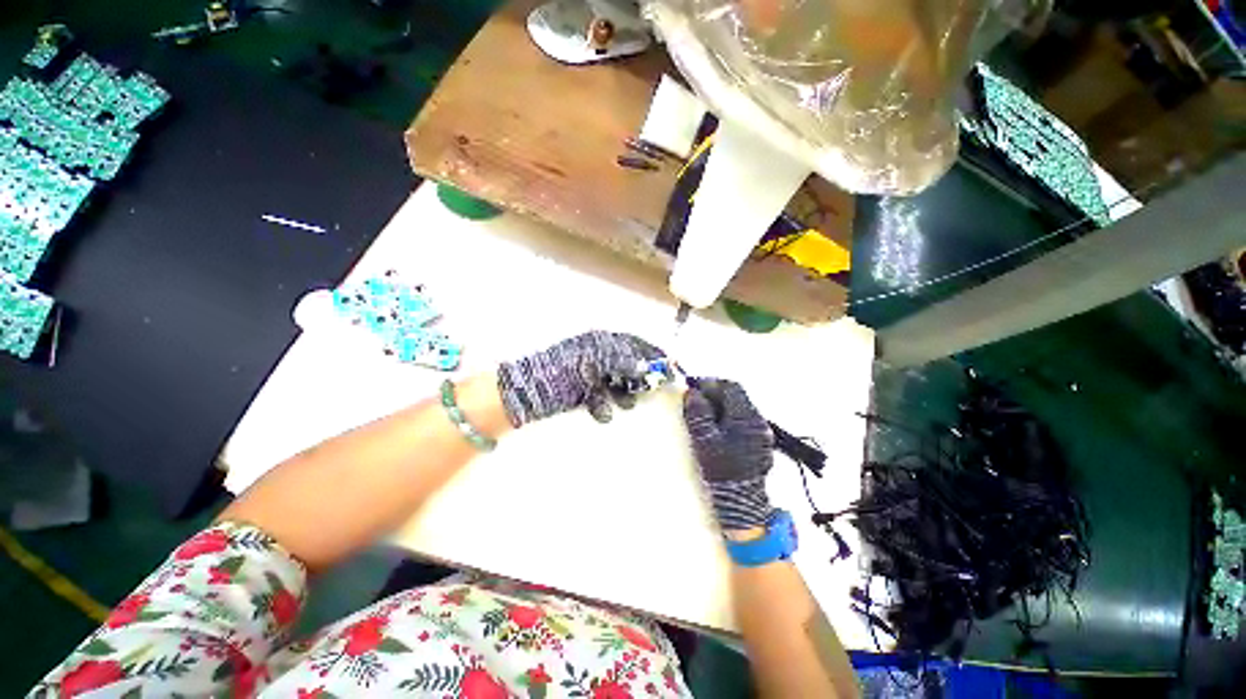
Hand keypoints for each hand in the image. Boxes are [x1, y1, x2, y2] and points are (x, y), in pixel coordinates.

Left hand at [498, 331, 665, 425]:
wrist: (525, 392)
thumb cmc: (560, 370)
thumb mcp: (592, 361)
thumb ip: (620, 361)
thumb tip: (645, 367)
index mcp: (599, 341)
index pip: (633, 343)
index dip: (651, 353)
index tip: (668, 365)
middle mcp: (597, 355)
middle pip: (627, 364)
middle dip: (639, 377)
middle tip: (650, 389)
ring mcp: (590, 374)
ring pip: (616, 382)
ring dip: (622, 393)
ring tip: (625, 403)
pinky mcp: (583, 392)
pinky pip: (602, 397)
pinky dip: (604, 404)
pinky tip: (601, 411)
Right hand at [684, 379, 774, 531]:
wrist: (740, 503)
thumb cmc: (720, 469)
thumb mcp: (704, 439)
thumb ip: (698, 412)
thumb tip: (693, 393)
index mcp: (747, 417)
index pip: (731, 387)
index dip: (711, 383)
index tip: (694, 387)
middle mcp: (759, 422)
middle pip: (736, 396)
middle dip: (715, 394)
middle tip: (696, 400)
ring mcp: (761, 433)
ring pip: (739, 409)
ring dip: (721, 406)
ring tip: (704, 415)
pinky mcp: (760, 443)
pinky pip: (742, 421)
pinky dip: (728, 418)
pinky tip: (716, 429)